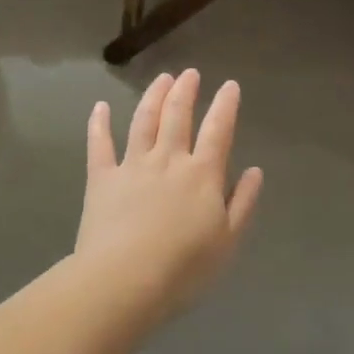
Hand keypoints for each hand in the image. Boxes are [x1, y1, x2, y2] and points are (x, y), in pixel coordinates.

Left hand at [73, 70, 263, 323]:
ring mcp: (132, 165)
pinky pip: (100, 144)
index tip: (230, 85)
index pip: (218, 130)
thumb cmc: (183, 267)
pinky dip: (99, 123)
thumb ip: (242, 203)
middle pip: (177, 116)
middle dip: (186, 91)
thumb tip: (254, 171)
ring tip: (162, 78)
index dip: (225, 105)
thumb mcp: (228, 240)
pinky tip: (101, 107)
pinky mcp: (102, 179)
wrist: (124, 280)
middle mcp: (168, 160)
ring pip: (143, 121)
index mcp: (202, 174)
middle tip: (190, 73)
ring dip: (153, 96)